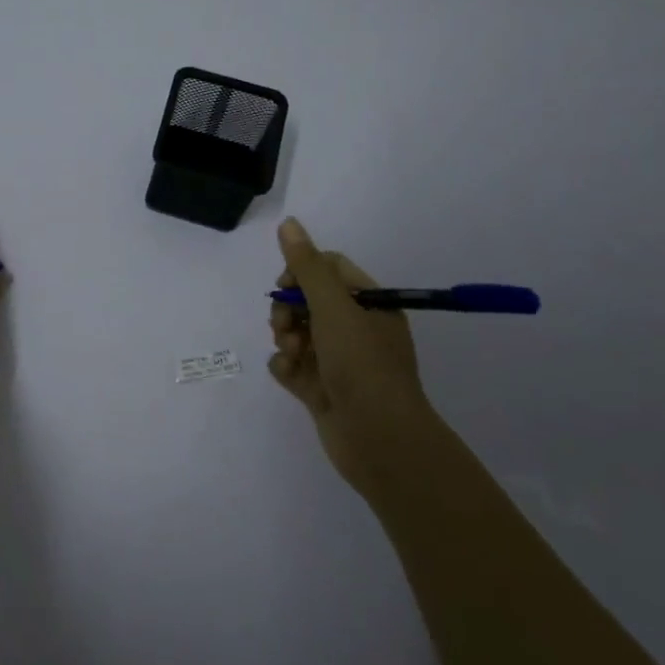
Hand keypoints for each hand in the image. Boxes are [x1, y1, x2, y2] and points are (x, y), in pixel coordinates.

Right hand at [267, 217, 434, 496]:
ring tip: (291, 352)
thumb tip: (288, 222)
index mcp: (369, 304)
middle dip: (288, 309)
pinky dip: (286, 366)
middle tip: (284, 325)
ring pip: (297, 332)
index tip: (286, 286)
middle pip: (308, 300)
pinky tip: (290, 375)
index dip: (302, 272)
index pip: (329, 269)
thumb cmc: (362, 364)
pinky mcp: (323, 389)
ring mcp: (339, 361)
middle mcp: (356, 328)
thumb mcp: (333, 307)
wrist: (380, 441)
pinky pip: (293, 365)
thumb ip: (306, 265)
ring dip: (285, 337)